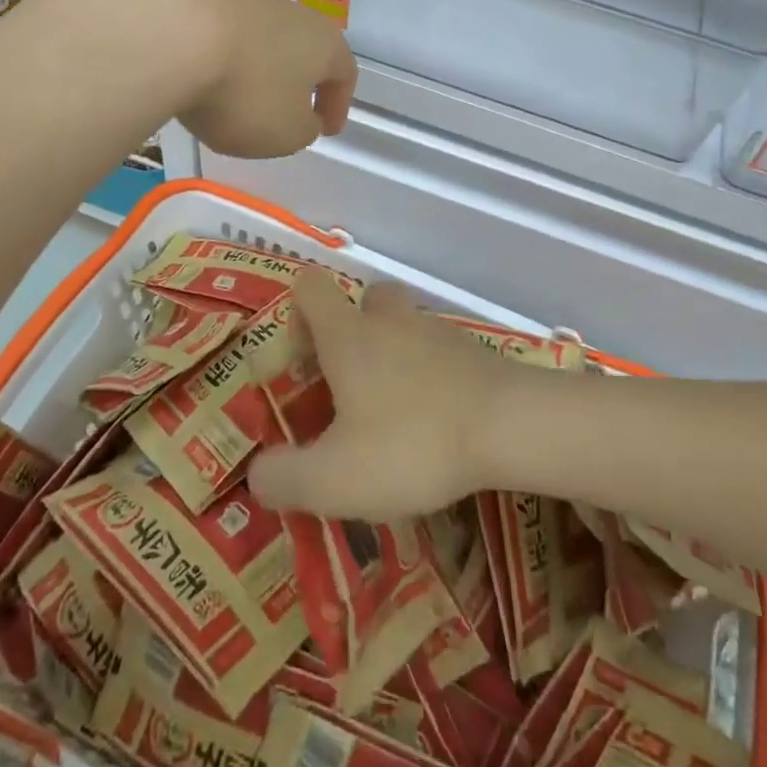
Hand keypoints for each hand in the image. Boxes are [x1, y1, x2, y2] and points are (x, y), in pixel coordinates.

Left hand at [47, 0, 356, 158]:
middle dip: (296, 80)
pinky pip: (219, 31)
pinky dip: (217, 55)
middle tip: (285, 110)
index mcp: (324, 44)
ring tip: (232, 96)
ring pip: (260, 38)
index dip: (338, 105)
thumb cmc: (245, 92)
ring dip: (254, 67)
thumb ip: (303, 130)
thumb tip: (302, 118)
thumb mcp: (285, 134)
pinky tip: (196, 74)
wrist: (172, 32)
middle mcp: (291, 13)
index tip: (327, 129)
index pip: (344, 74)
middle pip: (302, 49)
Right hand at [248, 270, 517, 520]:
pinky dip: (425, 373)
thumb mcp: (333, 479)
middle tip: (345, 385)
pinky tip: (430, 420)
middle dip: (349, 332)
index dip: (295, 312)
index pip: (310, 287)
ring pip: (402, 324)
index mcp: (348, 335)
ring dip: (389, 354)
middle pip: (363, 299)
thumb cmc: (411, 443)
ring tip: (388, 413)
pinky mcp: (470, 350)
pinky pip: (435, 350)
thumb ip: (283, 478)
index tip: (299, 361)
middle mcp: (389, 319)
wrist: (510, 426)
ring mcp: (435, 330)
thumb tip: (257, 472)